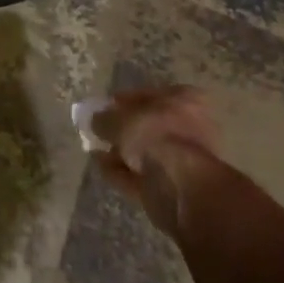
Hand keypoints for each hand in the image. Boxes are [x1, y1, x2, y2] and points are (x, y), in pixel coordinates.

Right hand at [94, 86, 221, 234]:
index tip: (102, 108)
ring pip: (145, 152)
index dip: (123, 101)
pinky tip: (101, 168)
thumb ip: (105, 118)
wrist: (181, 187)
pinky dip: (122, 172)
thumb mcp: (121, 120)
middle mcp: (188, 127)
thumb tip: (96, 120)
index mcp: (184, 100)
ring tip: (95, 149)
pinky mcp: (173, 187)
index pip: (149, 94)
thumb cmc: (156, 137)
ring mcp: (182, 159)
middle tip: (99, 131)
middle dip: (123, 130)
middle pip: (148, 125)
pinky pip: (142, 175)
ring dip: (122, 152)